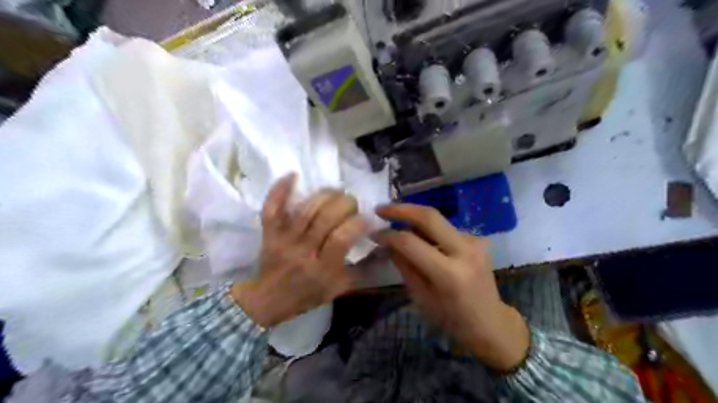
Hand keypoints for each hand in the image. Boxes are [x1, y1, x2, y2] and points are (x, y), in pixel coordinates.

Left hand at [231, 175, 366, 327]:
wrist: (269, 299)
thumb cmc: (308, 294)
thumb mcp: (339, 289)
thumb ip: (360, 269)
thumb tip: (381, 247)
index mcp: (322, 268)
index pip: (342, 238)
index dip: (358, 223)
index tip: (367, 218)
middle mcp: (303, 251)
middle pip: (325, 218)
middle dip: (345, 203)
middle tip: (352, 203)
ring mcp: (284, 239)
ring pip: (306, 209)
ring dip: (325, 194)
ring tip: (336, 192)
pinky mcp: (269, 232)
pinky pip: (272, 207)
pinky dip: (280, 189)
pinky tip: (293, 175)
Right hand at [377, 205, 525, 370]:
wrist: (490, 321)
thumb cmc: (452, 318)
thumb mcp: (421, 297)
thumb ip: (404, 265)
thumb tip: (387, 242)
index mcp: (449, 274)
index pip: (411, 243)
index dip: (389, 236)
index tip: (374, 233)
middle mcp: (464, 251)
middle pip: (430, 216)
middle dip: (401, 209)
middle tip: (381, 209)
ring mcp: (474, 242)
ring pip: (438, 219)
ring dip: (414, 217)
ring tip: (394, 221)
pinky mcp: (477, 239)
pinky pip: (445, 228)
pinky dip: (427, 228)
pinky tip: (418, 235)